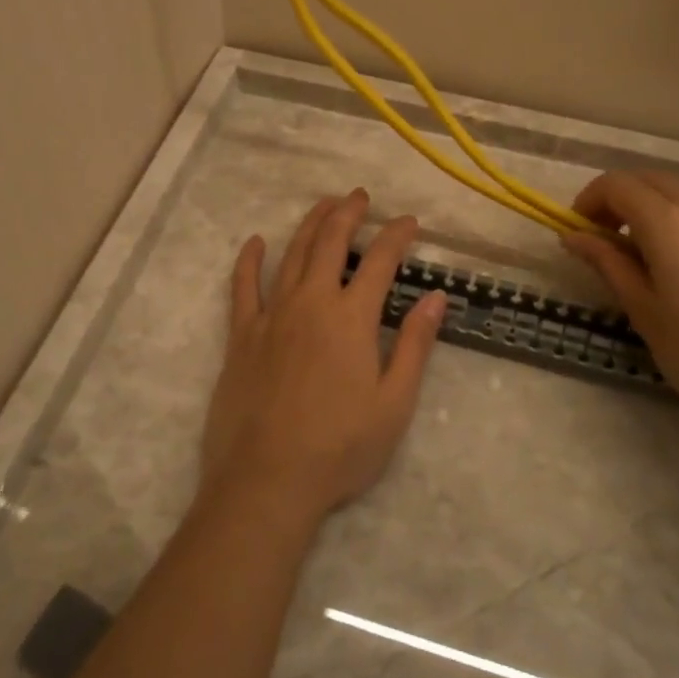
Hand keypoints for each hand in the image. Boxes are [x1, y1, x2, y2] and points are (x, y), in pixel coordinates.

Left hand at [201, 189, 446, 524]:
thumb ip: (415, 345)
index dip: (396, 235)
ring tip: (323, 205)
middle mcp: (311, 302)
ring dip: (309, 224)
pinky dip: (249, 260)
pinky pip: (243, 286)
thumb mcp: (394, 403)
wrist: (267, 481)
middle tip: (360, 196)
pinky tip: (255, 242)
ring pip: (292, 253)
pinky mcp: (242, 334)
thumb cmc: (340, 448)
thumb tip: (436, 298)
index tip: (409, 221)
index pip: (380, 260)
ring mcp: (272, 315)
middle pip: (330, 242)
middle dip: (348, 213)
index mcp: (351, 318)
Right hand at [560, 170, 678, 441]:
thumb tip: (573, 236)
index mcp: (670, 224)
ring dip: (650, 207)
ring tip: (641, 253)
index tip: (579, 231)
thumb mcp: (643, 310)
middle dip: (618, 197)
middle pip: (649, 179)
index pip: (618, 184)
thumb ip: (607, 263)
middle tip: (604, 237)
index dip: (590, 199)